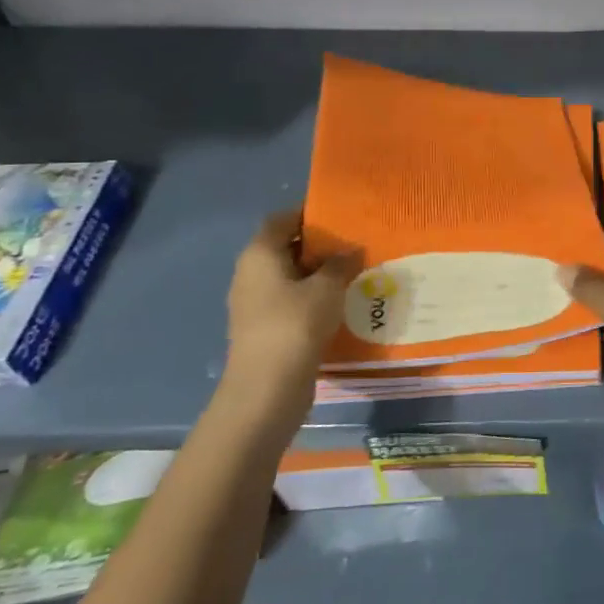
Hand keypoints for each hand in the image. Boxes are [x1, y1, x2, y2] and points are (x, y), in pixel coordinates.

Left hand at [224, 209, 357, 404]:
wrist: (266, 389)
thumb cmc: (295, 325)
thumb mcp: (327, 288)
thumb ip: (341, 263)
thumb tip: (351, 249)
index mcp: (260, 254)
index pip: (281, 220)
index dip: (309, 214)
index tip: (340, 216)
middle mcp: (250, 273)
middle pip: (285, 247)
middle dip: (318, 245)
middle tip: (353, 244)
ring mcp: (253, 303)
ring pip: (289, 276)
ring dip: (317, 274)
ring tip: (352, 273)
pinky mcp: (263, 328)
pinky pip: (290, 300)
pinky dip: (311, 297)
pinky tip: (338, 304)